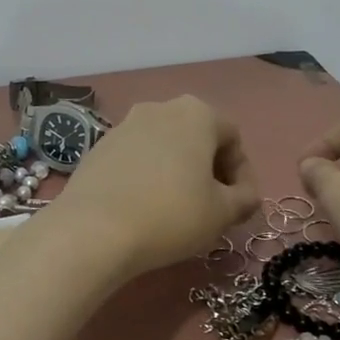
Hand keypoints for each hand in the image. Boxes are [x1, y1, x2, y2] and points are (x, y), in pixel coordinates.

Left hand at [50, 96, 259, 277]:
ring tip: (178, 210)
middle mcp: (159, 109)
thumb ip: (244, 199)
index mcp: (196, 114)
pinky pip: (134, 160)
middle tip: (212, 207)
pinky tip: (144, 209)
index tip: (240, 205)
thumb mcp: (222, 213)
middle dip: (209, 171)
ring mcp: (123, 126)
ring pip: (164, 148)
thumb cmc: (171, 215)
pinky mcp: (97, 149)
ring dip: (177, 173)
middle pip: (196, 138)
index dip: (242, 174)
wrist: (93, 230)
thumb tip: (246, 195)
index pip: (233, 138)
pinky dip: (146, 178)